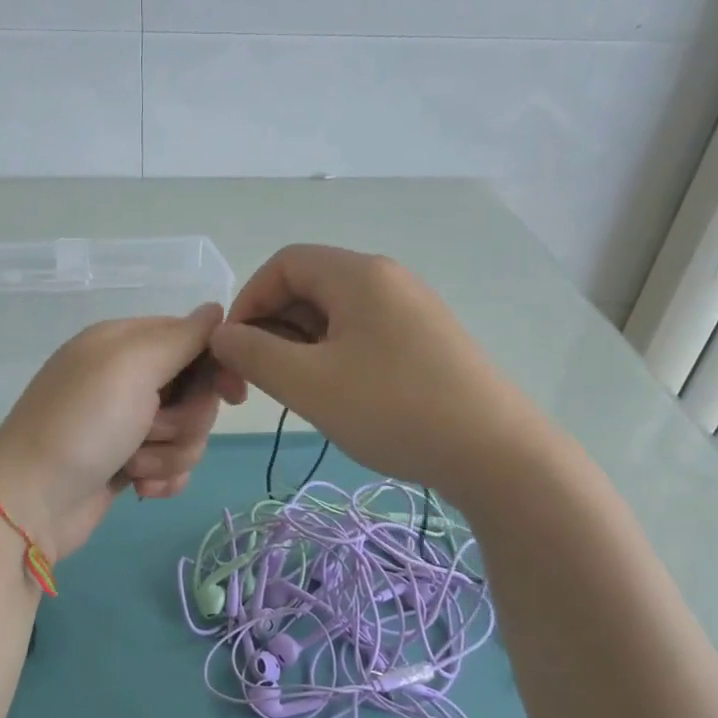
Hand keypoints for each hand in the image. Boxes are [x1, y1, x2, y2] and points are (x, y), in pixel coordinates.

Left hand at [0, 304, 224, 563]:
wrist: (31, 504)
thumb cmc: (83, 425)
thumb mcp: (132, 366)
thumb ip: (181, 337)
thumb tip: (217, 309)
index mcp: (125, 343)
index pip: (192, 339)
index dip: (217, 366)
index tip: (233, 395)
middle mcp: (127, 378)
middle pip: (197, 391)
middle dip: (186, 419)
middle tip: (152, 430)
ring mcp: (127, 423)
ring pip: (189, 433)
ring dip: (169, 453)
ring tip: (133, 465)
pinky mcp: (129, 463)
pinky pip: (173, 464)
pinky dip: (162, 477)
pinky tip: (140, 488)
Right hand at [210, 245, 539, 501]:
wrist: (495, 453)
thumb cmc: (392, 409)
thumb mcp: (308, 383)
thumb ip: (253, 354)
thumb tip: (222, 336)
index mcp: (358, 274)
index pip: (284, 264)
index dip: (248, 301)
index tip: (235, 351)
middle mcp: (388, 279)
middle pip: (310, 287)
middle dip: (273, 330)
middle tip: (263, 383)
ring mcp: (413, 310)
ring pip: (336, 316)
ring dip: (302, 349)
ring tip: (300, 395)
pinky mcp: (428, 342)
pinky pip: (364, 336)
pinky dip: (335, 358)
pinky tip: (340, 398)